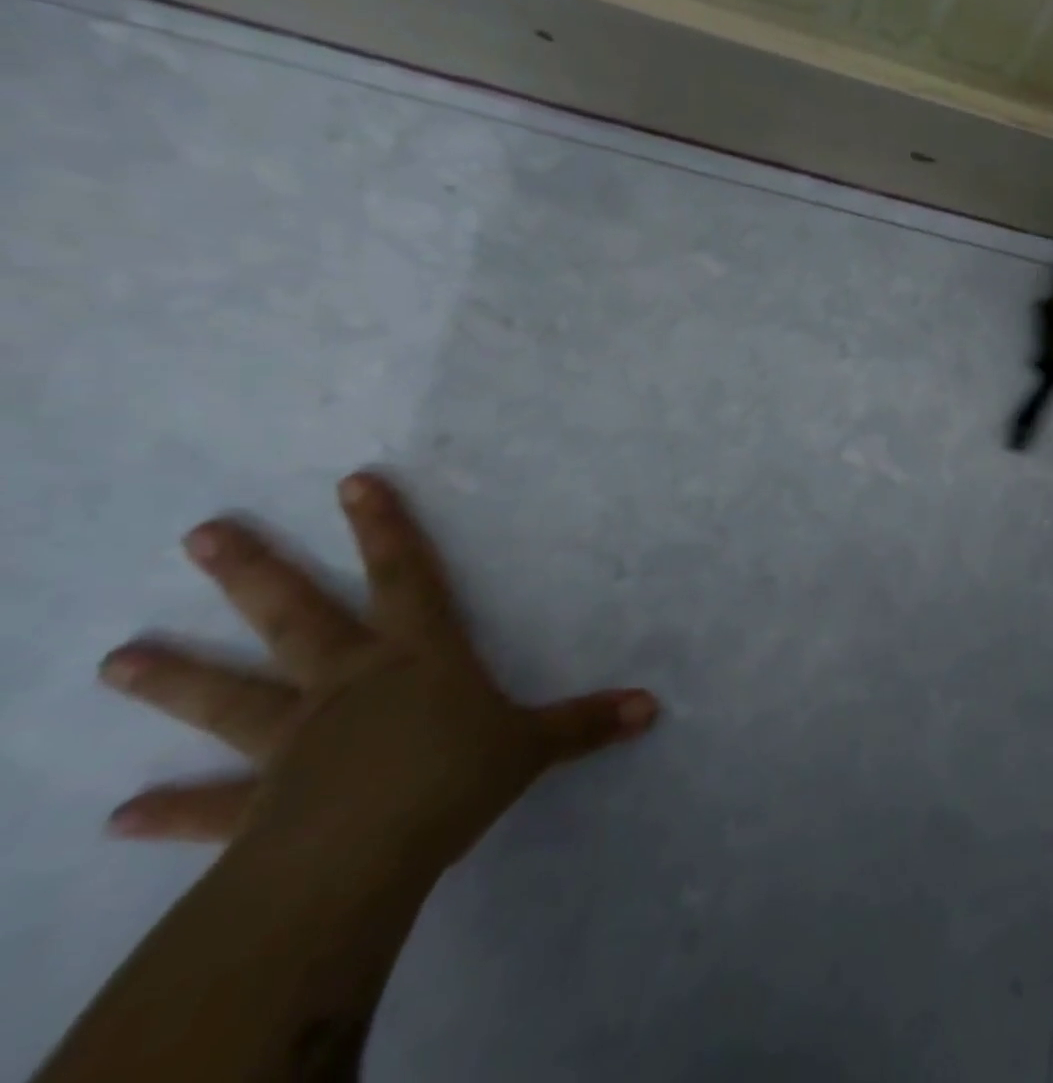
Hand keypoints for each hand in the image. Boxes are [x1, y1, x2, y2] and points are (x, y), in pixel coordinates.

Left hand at [97, 471, 658, 868]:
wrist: (366, 857)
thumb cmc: (455, 777)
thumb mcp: (534, 746)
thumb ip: (587, 722)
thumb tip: (653, 706)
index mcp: (418, 657)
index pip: (406, 576)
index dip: (385, 527)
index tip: (353, 480)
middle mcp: (349, 684)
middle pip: (298, 618)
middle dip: (254, 574)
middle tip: (201, 534)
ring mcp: (296, 742)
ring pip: (232, 699)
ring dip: (176, 680)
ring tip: (115, 658)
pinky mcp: (258, 807)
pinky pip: (214, 806)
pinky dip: (172, 810)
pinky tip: (121, 815)